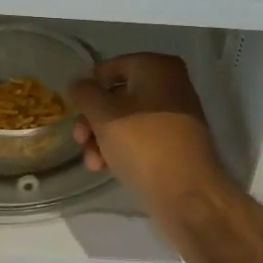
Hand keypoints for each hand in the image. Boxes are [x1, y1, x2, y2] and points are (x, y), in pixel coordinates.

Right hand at [68, 54, 227, 210]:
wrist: (187, 194)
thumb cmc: (143, 144)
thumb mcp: (103, 114)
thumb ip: (85, 93)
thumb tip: (78, 83)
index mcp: (157, 67)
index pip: (110, 68)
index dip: (89, 88)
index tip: (74, 111)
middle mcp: (170, 85)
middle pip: (117, 96)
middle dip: (93, 120)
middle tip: (80, 140)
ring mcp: (175, 116)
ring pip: (126, 120)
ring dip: (102, 139)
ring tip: (93, 162)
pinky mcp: (175, 144)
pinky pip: (140, 138)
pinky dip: (121, 149)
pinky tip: (105, 168)